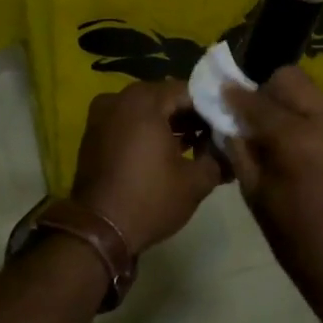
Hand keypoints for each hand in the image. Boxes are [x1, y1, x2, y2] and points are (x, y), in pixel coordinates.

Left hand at [69, 79, 226, 255]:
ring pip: (145, 110)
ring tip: (193, 148)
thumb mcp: (196, 181)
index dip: (210, 109)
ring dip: (169, 125)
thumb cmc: (150, 199)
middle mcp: (119, 98)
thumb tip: (229, 151)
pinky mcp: (93, 134)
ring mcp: (101, 115)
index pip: (189, 91)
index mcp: (145, 100)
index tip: (225, 129)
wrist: (97, 231)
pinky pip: (127, 123)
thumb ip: (218, 158)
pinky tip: (165, 154)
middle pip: (165, 98)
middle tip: (211, 138)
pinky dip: (146, 132)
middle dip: (190, 116)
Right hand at [224, 67, 322, 298]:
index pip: (259, 101)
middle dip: (267, 90)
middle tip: (253, 115)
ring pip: (312, 96)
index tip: (221, 91)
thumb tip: (227, 121)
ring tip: (279, 137)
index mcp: (298, 140)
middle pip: (292, 80)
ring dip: (290, 107)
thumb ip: (240, 150)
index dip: (236, 95)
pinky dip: (311, 123)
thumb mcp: (255, 195)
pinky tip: (305, 152)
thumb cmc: (297, 240)